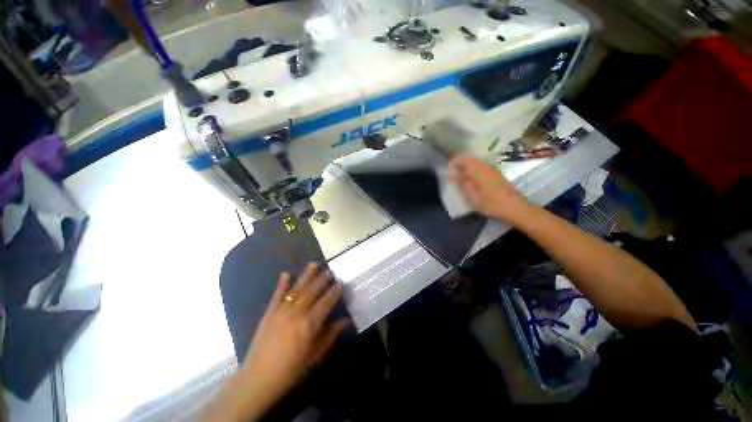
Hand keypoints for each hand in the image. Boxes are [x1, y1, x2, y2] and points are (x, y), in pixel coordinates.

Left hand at [240, 263, 348, 399]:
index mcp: (310, 324)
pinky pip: (277, 295)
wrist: (259, 378)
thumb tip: (345, 321)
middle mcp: (297, 313)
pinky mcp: (269, 313)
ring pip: (297, 289)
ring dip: (306, 276)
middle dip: (322, 280)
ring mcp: (281, 311)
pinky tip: (285, 274)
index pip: (326, 302)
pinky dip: (281, 284)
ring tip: (313, 265)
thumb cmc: (291, 369)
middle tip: (328, 271)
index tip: (339, 285)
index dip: (333, 292)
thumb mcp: (315, 355)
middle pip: (312, 291)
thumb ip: (330, 335)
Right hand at [448, 154, 530, 223]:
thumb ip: (462, 182)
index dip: (453, 162)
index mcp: (478, 169)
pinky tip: (470, 181)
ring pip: (474, 163)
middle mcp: (485, 165)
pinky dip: (472, 171)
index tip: (447, 171)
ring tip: (459, 179)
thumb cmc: (491, 203)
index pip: (462, 158)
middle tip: (451, 176)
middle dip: (458, 165)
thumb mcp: (472, 195)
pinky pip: (480, 168)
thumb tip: (452, 172)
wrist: (514, 207)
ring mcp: (491, 169)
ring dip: (465, 168)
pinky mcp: (495, 174)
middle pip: (469, 159)